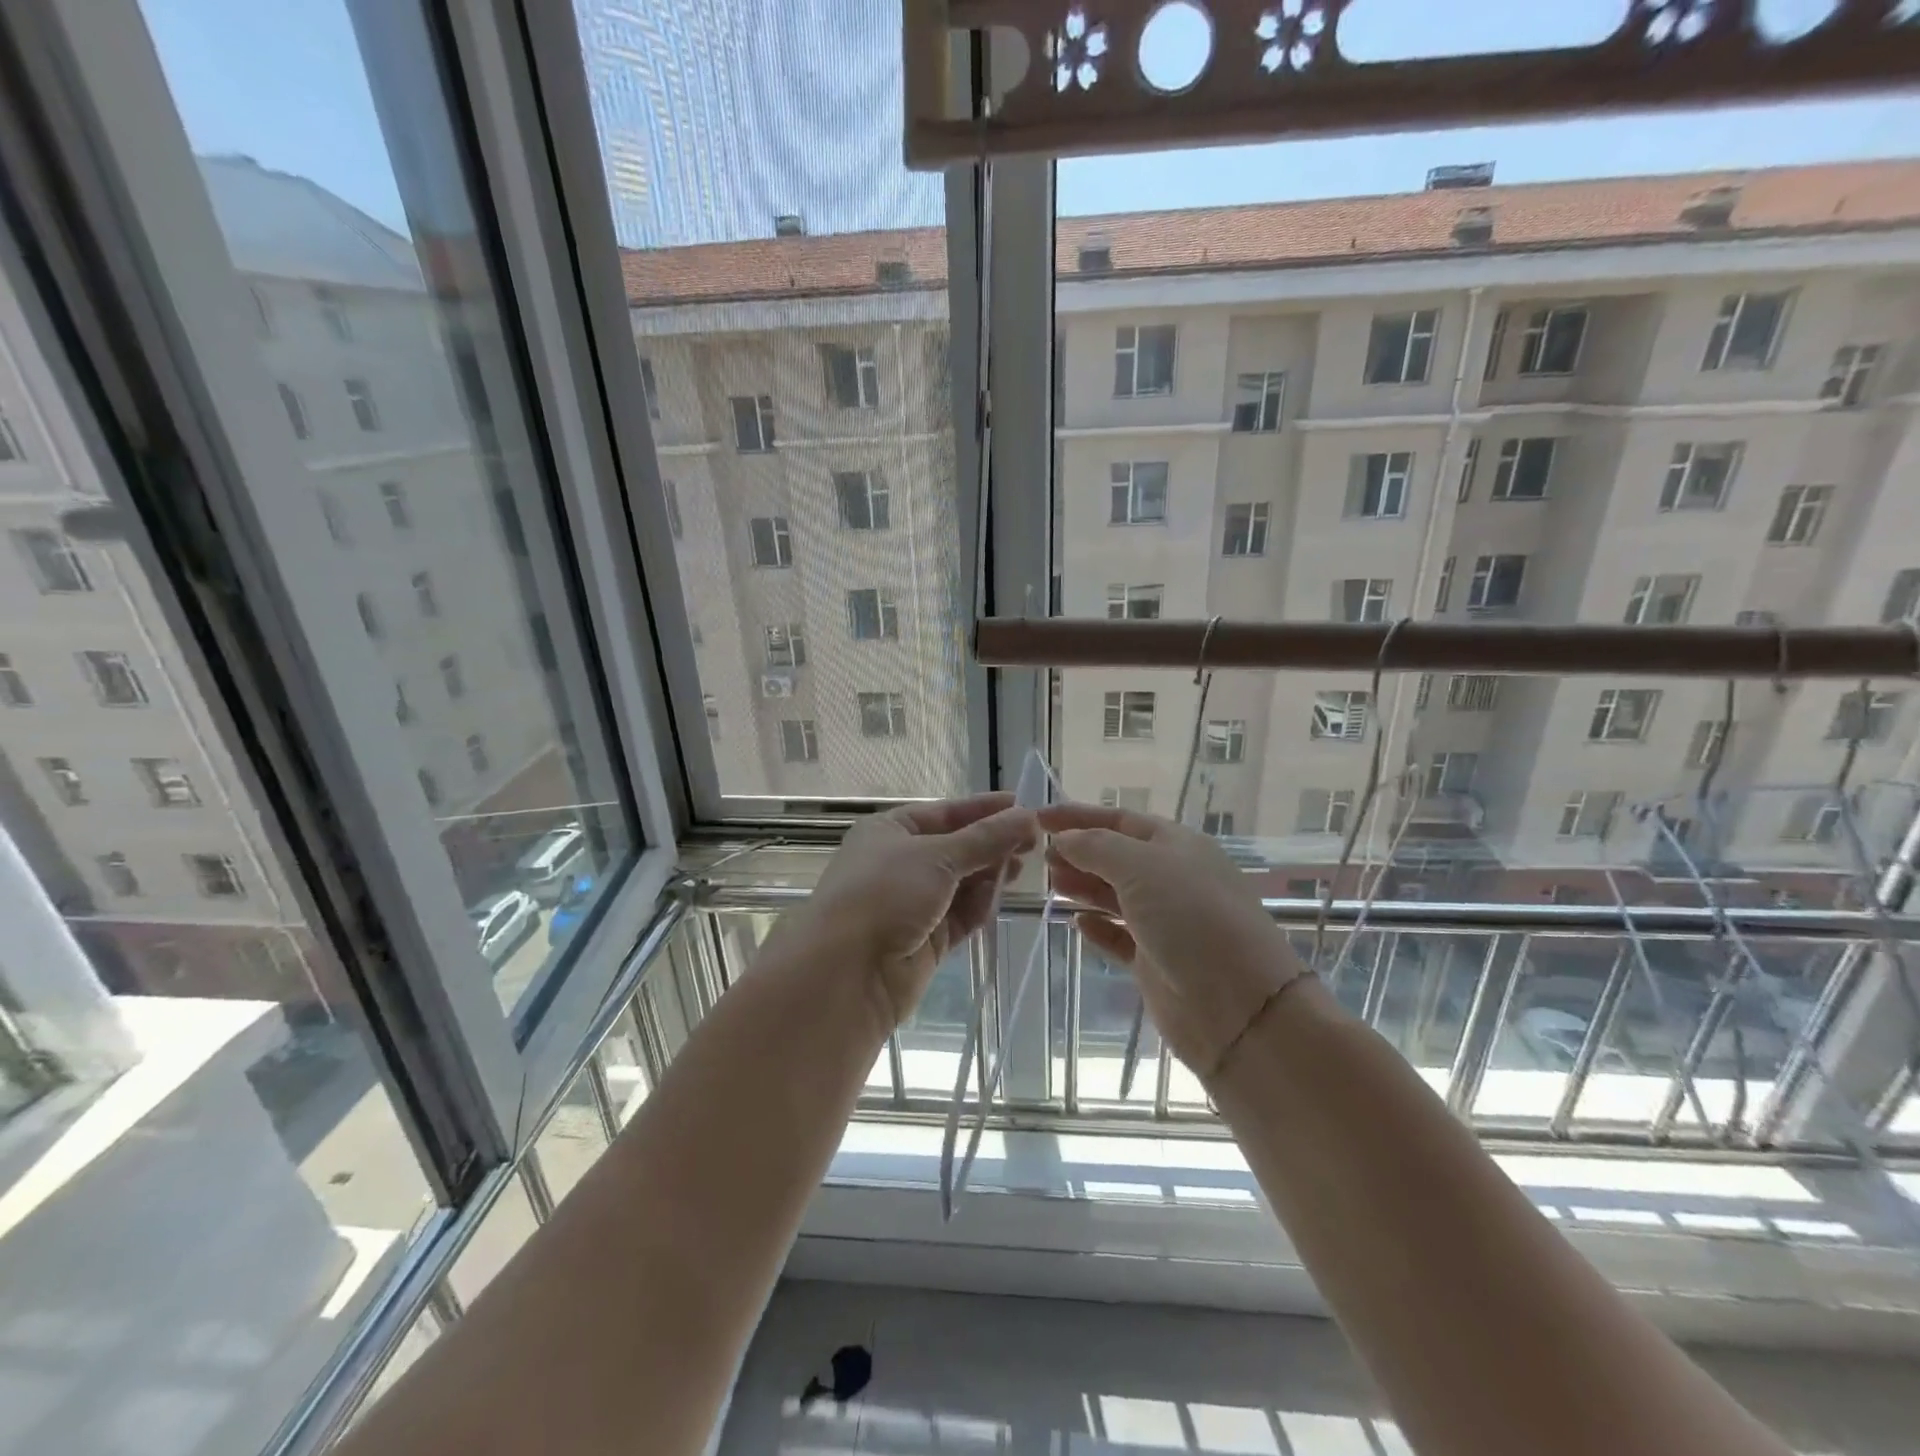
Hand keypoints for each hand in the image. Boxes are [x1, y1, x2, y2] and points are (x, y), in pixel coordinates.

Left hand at [792, 793, 1036, 1031]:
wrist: (847, 973)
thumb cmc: (885, 894)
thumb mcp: (937, 856)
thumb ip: (985, 839)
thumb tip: (1027, 816)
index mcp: (889, 831)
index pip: (944, 813)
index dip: (982, 809)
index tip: (1022, 805)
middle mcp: (899, 863)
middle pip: (955, 848)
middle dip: (991, 844)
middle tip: (1034, 840)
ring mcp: (912, 904)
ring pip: (961, 883)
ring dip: (990, 874)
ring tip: (1024, 866)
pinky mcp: (925, 940)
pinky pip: (960, 915)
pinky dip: (981, 905)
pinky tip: (1003, 894)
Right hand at [1039, 803, 1304, 1081]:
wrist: (1239, 1005)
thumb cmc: (1191, 918)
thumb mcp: (1141, 867)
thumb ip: (1097, 847)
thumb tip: (1065, 838)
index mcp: (1177, 846)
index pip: (1120, 820)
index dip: (1078, 816)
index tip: (1037, 817)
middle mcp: (1172, 879)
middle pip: (1117, 857)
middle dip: (1078, 852)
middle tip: (1040, 857)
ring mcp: (1166, 922)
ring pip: (1116, 896)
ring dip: (1083, 886)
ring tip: (1051, 883)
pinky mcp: (1156, 962)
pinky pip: (1120, 937)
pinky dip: (1098, 928)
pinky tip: (1076, 923)